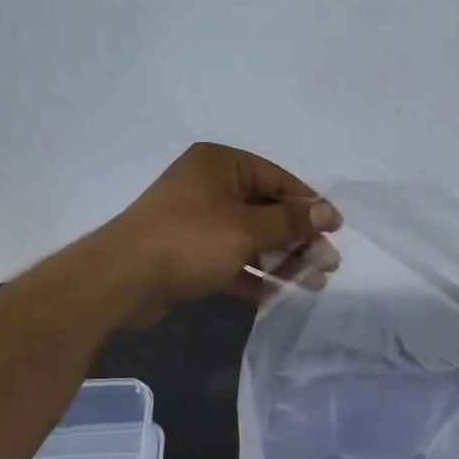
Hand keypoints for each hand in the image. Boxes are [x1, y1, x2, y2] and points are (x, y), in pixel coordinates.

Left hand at [100, 144, 340, 325]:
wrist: (122, 279)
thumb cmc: (190, 240)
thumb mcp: (248, 228)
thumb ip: (291, 221)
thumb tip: (327, 212)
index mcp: (221, 163)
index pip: (277, 178)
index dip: (309, 204)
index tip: (336, 230)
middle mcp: (208, 185)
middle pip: (266, 209)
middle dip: (298, 239)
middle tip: (327, 265)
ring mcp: (196, 220)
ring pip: (250, 237)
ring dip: (281, 260)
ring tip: (313, 284)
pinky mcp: (187, 252)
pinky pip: (230, 258)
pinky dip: (252, 274)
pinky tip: (277, 296)